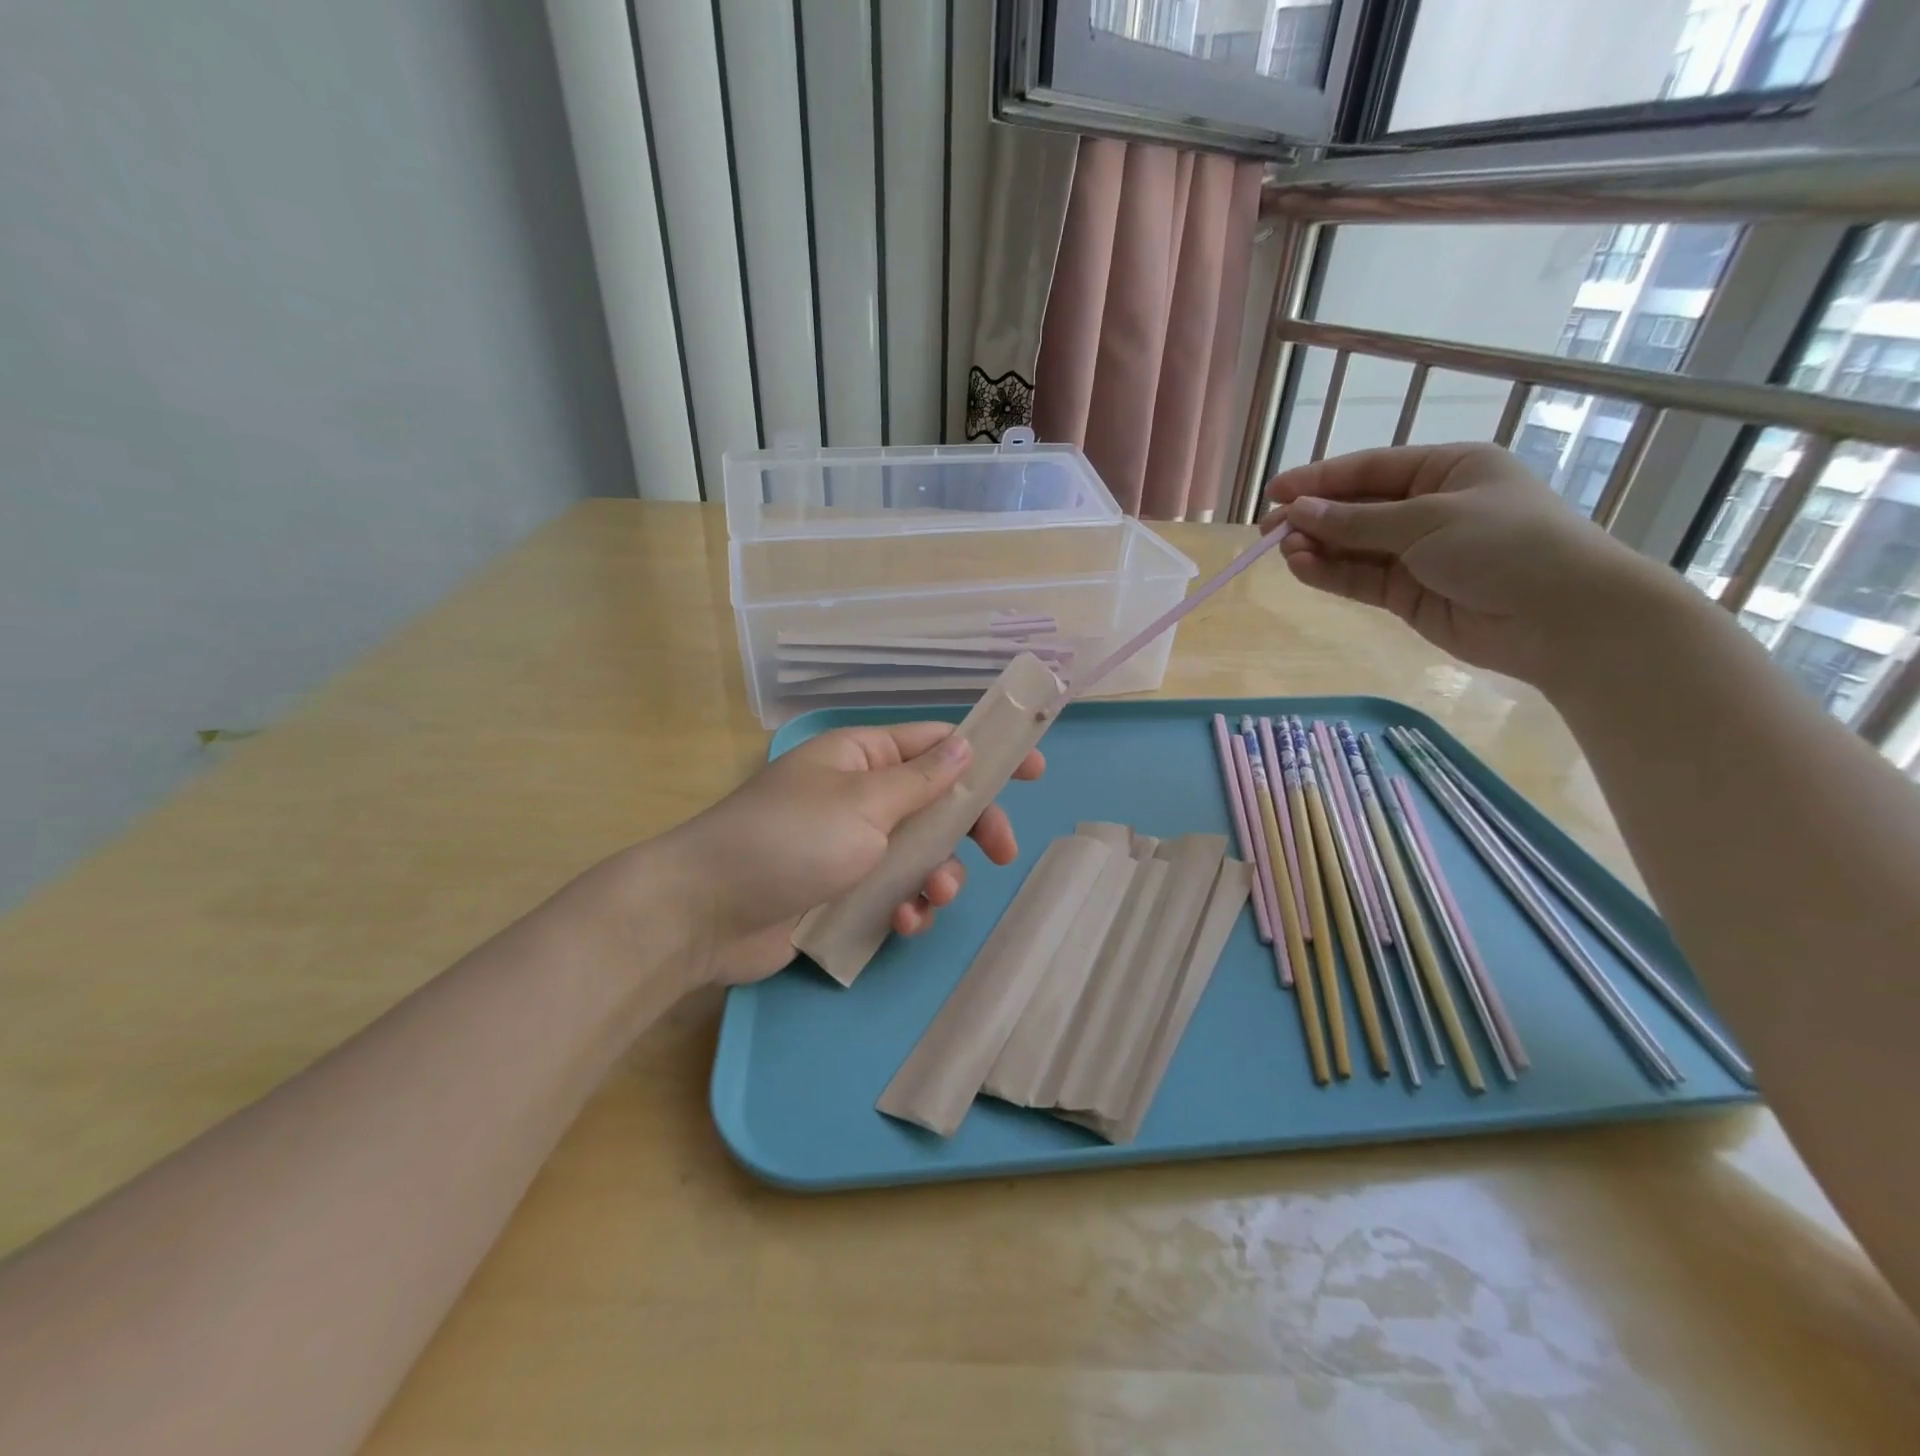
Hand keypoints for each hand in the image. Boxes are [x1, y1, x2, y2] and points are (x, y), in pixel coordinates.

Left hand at [659, 723, 1044, 983]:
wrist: (707, 913)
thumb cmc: (788, 840)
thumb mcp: (863, 802)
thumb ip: (921, 779)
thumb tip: (964, 744)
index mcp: (862, 757)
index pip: (937, 743)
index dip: (986, 752)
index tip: (1032, 768)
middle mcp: (861, 797)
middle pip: (937, 803)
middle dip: (971, 828)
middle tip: (1004, 852)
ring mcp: (852, 847)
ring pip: (921, 854)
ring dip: (938, 876)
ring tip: (930, 896)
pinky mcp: (843, 894)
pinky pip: (894, 893)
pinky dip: (907, 907)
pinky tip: (903, 922)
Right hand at [1262, 443, 1647, 684]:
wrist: (1561, 617)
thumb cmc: (1505, 544)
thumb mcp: (1427, 520)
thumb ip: (1356, 520)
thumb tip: (1297, 512)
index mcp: (1447, 470)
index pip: (1370, 469)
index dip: (1320, 480)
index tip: (1275, 491)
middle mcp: (1429, 508)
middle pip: (1357, 508)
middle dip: (1312, 517)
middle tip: (1266, 530)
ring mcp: (1418, 554)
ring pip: (1353, 547)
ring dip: (1317, 547)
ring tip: (1282, 551)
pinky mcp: (1408, 594)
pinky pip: (1359, 578)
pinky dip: (1330, 573)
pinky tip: (1301, 568)